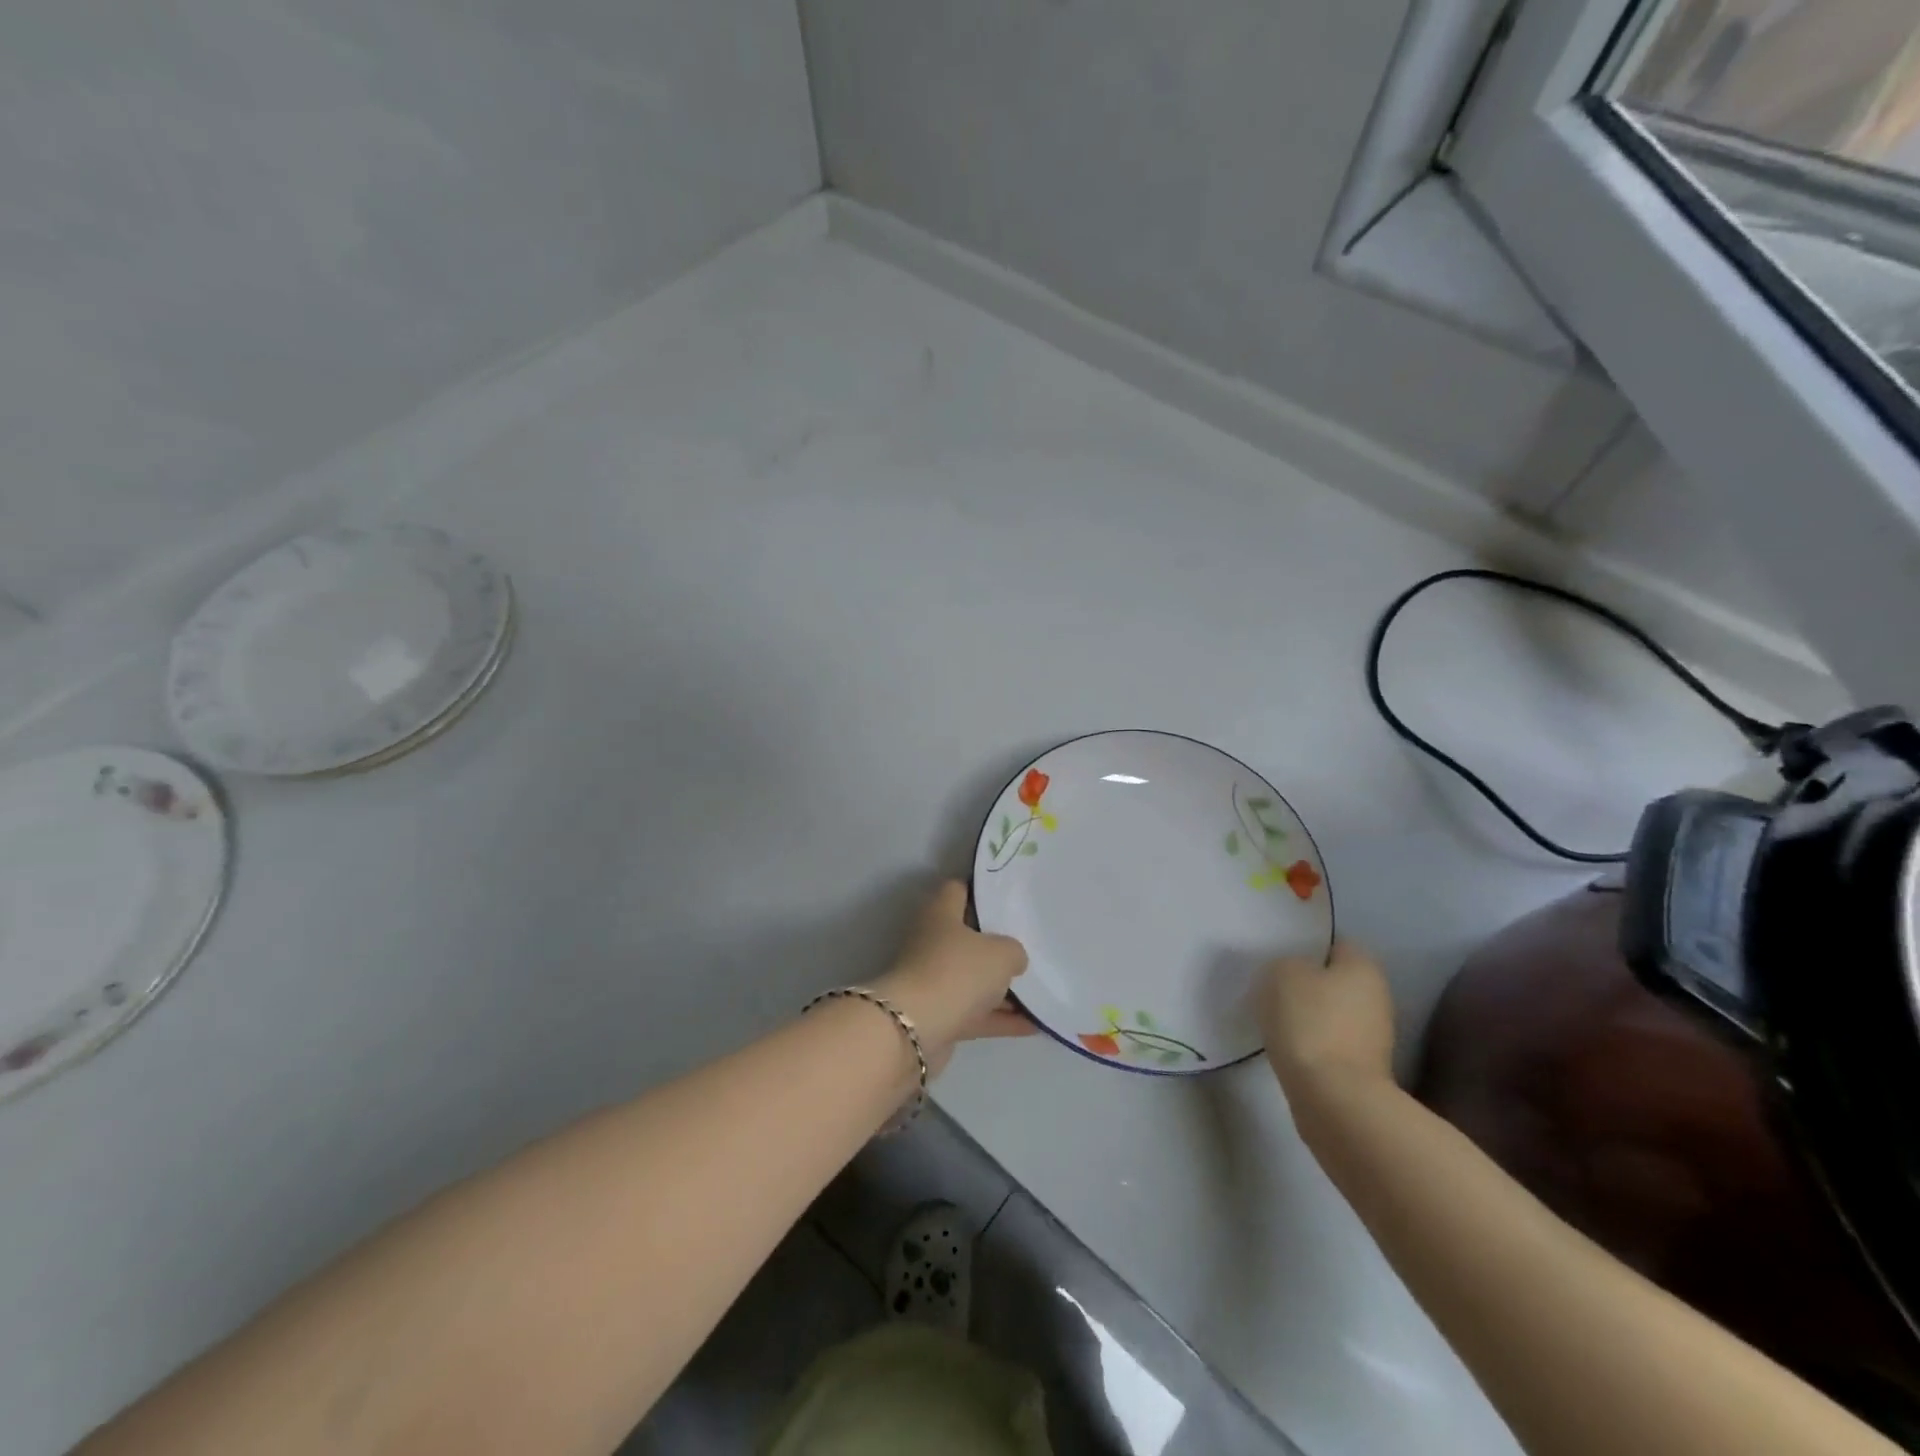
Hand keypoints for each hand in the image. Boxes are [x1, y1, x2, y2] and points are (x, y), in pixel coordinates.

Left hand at [873, 881, 1033, 1075]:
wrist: (915, 1029)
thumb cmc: (958, 972)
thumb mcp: (1001, 952)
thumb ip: (1013, 951)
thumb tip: (1013, 959)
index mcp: (940, 914)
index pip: (958, 890)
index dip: (982, 891)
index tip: (1009, 898)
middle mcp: (932, 943)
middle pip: (968, 937)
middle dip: (998, 944)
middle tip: (1032, 945)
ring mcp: (933, 980)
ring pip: (973, 978)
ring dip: (1002, 987)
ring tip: (1040, 990)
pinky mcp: (938, 1015)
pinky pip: (975, 1013)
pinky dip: (1000, 1018)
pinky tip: (1033, 1025)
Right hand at [1261, 940, 1395, 1102]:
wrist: (1333, 1098)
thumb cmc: (1310, 1022)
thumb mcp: (1282, 973)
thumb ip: (1285, 963)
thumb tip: (1292, 973)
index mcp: (1364, 966)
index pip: (1334, 943)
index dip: (1305, 946)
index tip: (1277, 956)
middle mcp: (1377, 997)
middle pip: (1334, 979)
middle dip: (1306, 982)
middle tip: (1271, 985)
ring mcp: (1373, 1036)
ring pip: (1330, 1011)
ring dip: (1306, 1013)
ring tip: (1273, 1016)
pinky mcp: (1361, 1068)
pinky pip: (1328, 1040)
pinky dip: (1309, 1041)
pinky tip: (1286, 1044)